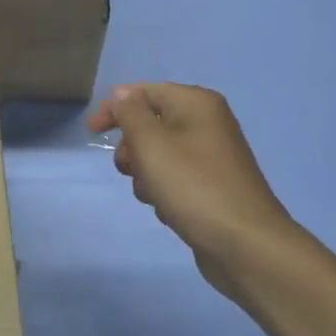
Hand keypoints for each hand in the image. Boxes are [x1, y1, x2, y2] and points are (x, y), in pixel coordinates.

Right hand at [87, 82, 300, 286]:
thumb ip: (130, 113)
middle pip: (150, 124)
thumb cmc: (193, 186)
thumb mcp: (151, 144)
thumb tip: (123, 95)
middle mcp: (207, 123)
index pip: (145, 92)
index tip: (91, 131)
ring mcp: (211, 156)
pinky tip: (170, 210)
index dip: (115, 108)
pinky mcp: (211, 185)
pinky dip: (164, 191)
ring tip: (155, 194)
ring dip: (145, 174)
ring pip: (158, 155)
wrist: (244, 244)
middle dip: (132, 148)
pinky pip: (174, 178)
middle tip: (131, 168)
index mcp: (196, 104)